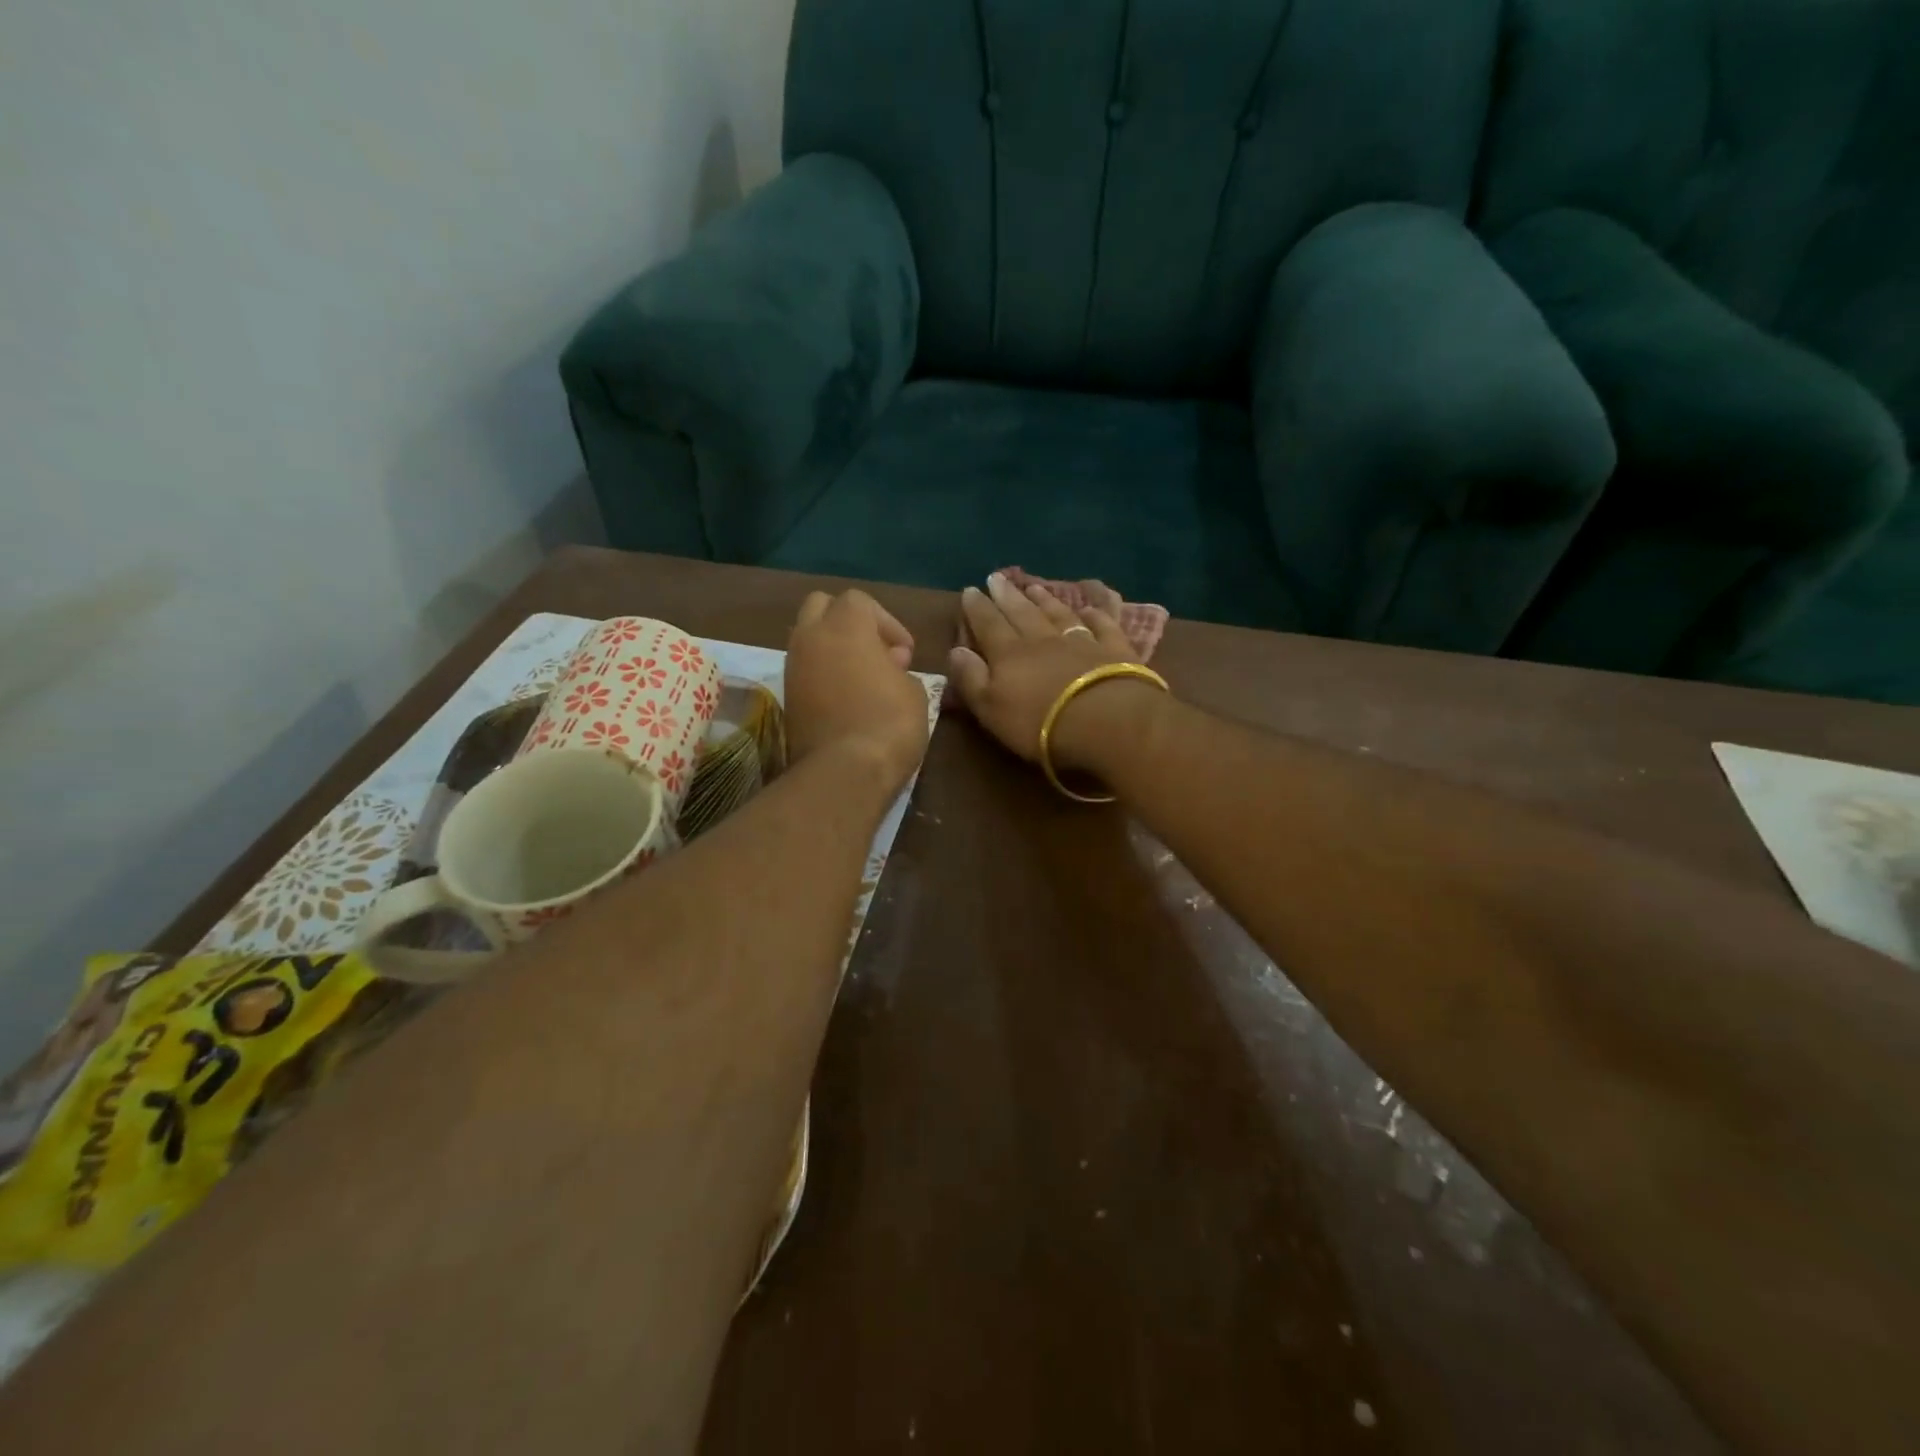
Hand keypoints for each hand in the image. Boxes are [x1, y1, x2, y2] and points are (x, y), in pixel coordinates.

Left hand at [785, 589, 929, 794]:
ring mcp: (792, 668)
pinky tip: (846, 700)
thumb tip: (886, 666)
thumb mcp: (913, 690)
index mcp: (845, 625)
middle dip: (848, 622)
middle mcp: (810, 637)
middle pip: (821, 607)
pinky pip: (804, 671)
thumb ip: (898, 667)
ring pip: (808, 639)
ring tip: (862, 680)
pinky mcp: (786, 698)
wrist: (844, 772)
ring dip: (833, 649)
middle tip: (875, 653)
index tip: (905, 654)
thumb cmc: (889, 723)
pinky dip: (822, 675)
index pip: (859, 601)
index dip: (887, 622)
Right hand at [948, 573, 1159, 773]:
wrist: (1106, 721)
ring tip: (1034, 586)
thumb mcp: (991, 709)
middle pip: (1021, 612)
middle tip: (997, 577)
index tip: (969, 590)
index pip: (988, 625)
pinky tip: (1090, 608)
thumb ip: (971, 679)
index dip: (977, 608)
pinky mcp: (1114, 650)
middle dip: (1007, 595)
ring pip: (1058, 614)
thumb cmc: (1040, 723)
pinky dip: (1095, 615)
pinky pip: (1102, 625)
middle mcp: (1043, 639)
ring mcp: (1081, 641)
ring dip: (1045, 600)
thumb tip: (956, 650)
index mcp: (1009, 654)